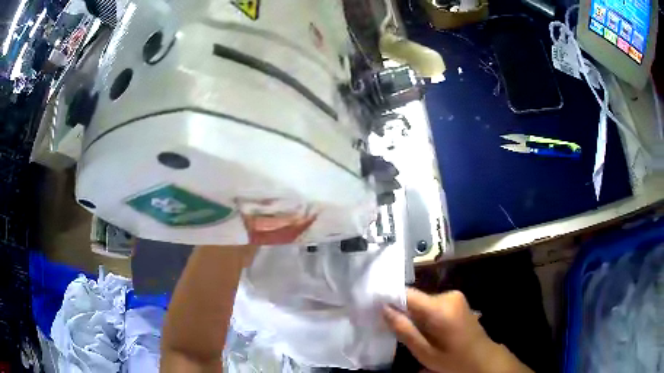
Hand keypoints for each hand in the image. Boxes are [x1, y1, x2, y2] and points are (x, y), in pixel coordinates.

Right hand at [383, 289, 532, 372]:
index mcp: (440, 308)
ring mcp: (455, 296)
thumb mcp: (425, 352)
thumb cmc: (453, 360)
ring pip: (423, 301)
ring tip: (409, 332)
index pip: (407, 293)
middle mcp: (448, 295)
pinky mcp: (457, 300)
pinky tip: (424, 329)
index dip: (389, 298)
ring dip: (414, 314)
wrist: (483, 358)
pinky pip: (432, 303)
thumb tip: (383, 308)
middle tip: (390, 327)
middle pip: (415, 298)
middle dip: (402, 311)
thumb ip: (404, 329)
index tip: (372, 306)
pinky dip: (424, 314)